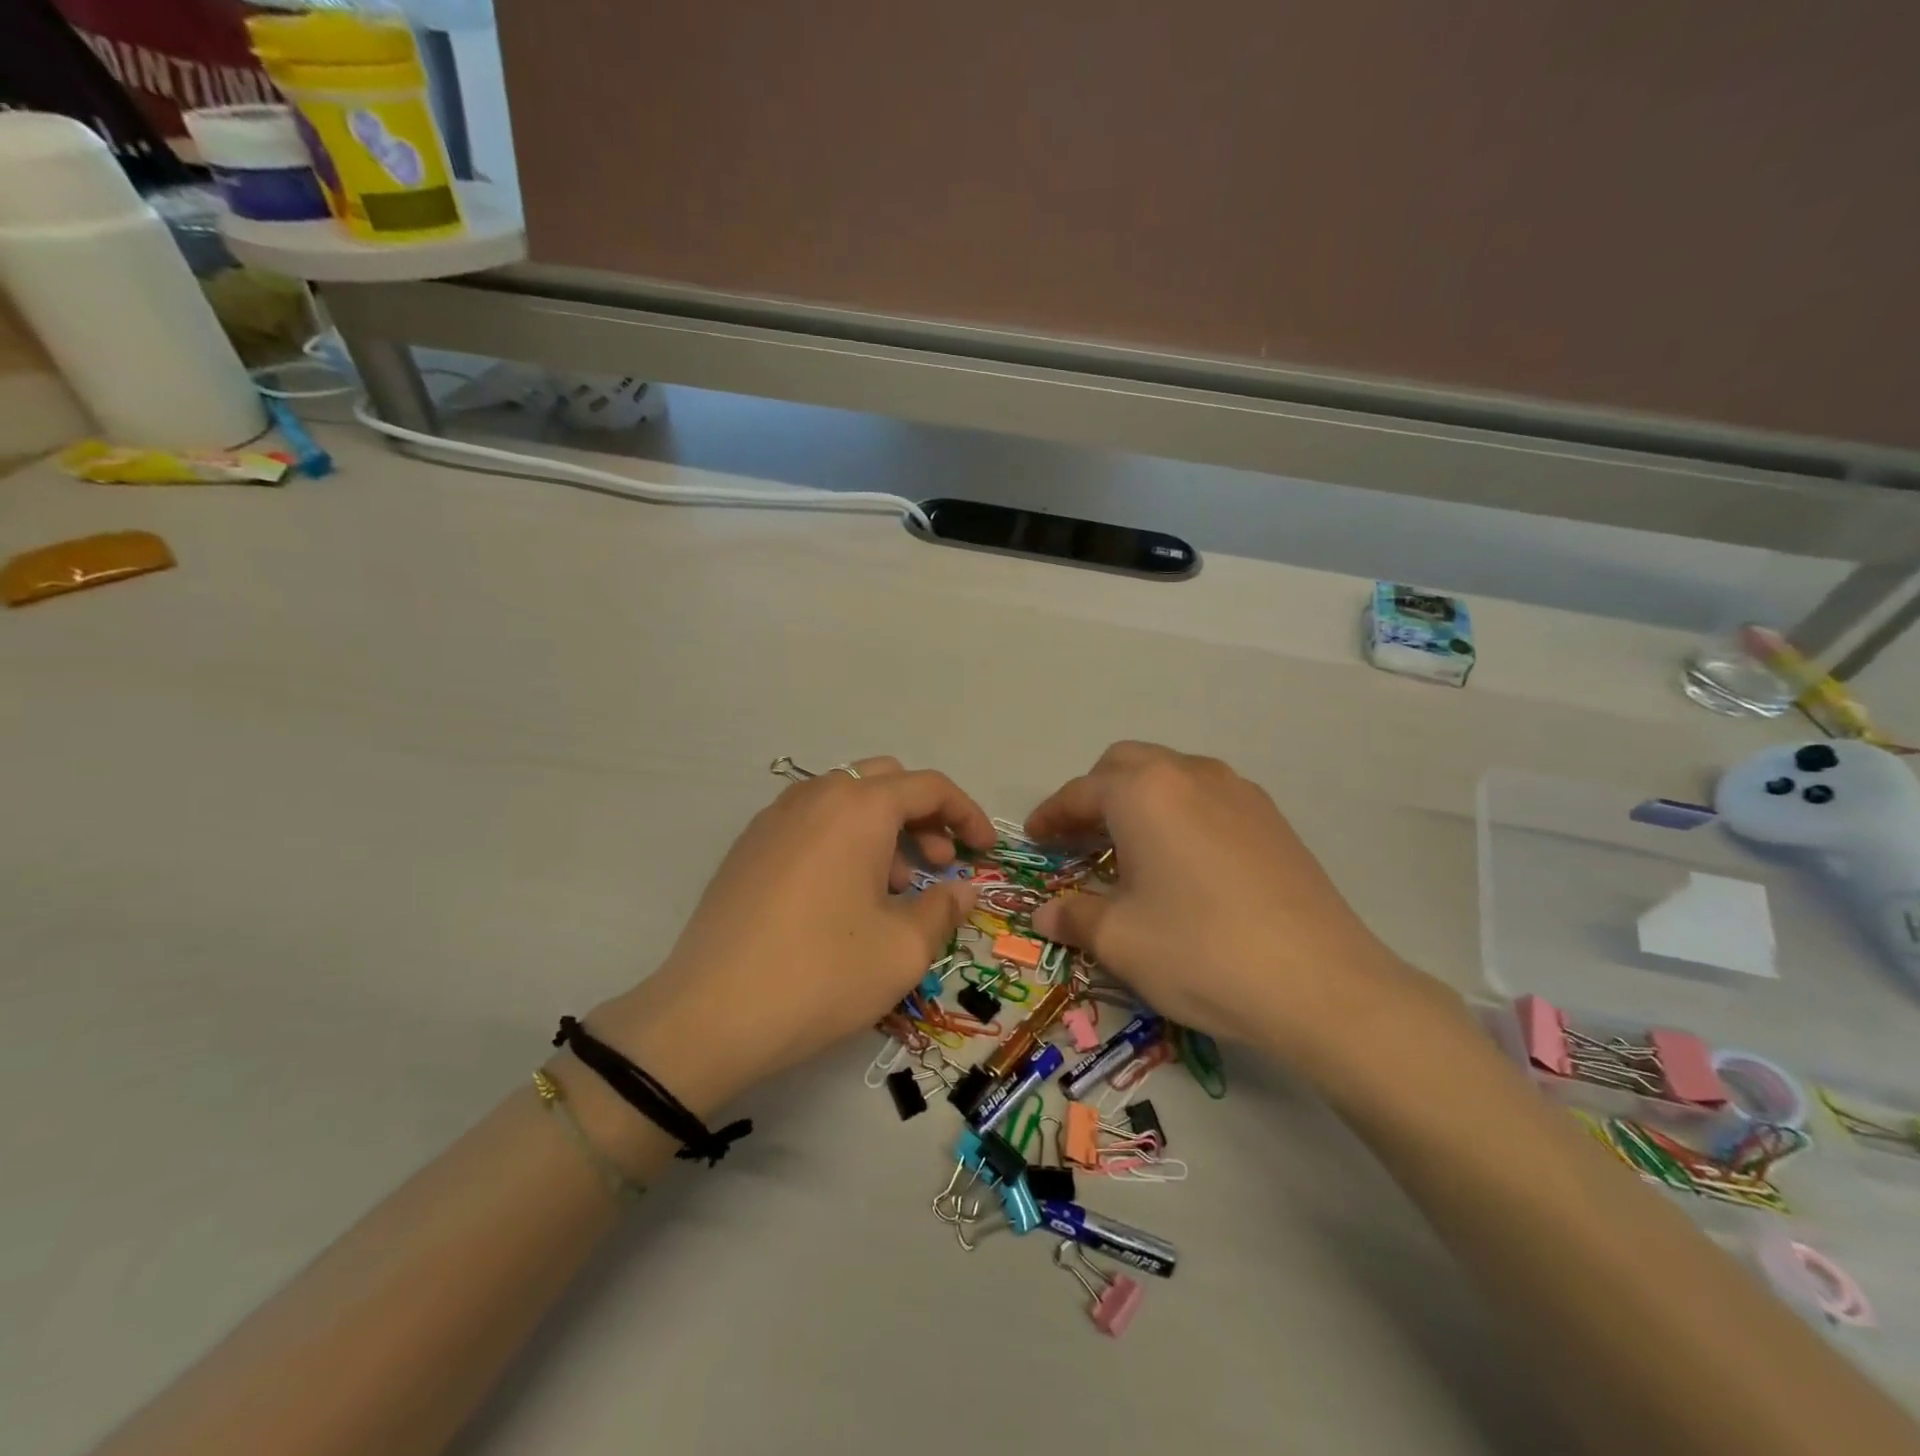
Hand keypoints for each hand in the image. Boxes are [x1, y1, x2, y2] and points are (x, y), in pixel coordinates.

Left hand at [590, 757, 993, 1111]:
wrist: (708, 1016)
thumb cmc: (821, 974)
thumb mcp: (902, 949)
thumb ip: (944, 909)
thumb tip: (961, 889)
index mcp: (858, 807)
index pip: (928, 786)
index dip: (966, 814)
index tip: (983, 852)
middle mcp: (814, 796)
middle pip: (885, 782)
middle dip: (923, 817)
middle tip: (939, 866)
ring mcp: (774, 819)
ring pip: (846, 802)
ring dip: (883, 831)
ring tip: (893, 890)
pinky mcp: (748, 847)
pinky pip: (811, 824)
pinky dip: (843, 841)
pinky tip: (843, 897)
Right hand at [1027, 742, 1426, 1066]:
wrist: (1320, 984)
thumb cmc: (1200, 951)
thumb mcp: (1120, 940)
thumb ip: (1074, 916)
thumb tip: (1045, 915)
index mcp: (1144, 792)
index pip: (1081, 792)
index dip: (1051, 815)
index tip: (1035, 839)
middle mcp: (1190, 775)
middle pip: (1126, 765)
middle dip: (1094, 795)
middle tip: (1080, 838)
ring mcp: (1239, 792)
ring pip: (1171, 775)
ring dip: (1139, 799)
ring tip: (1131, 848)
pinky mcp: (1272, 818)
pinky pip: (1208, 796)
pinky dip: (1179, 813)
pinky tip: (1184, 861)